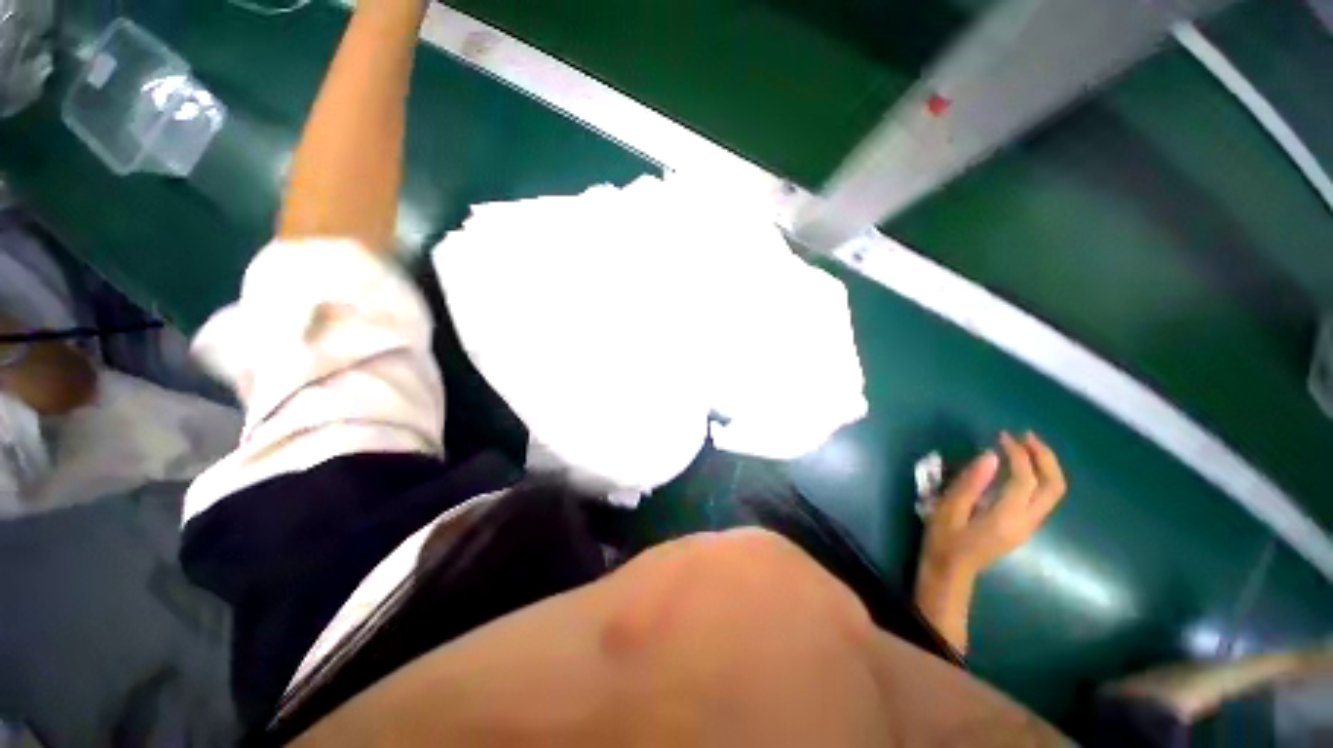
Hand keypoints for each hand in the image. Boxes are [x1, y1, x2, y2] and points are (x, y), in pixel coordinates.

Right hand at [921, 431, 1066, 577]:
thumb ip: (971, 483)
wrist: (951, 572)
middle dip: (1045, 457)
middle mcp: (1027, 521)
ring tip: (1024, 446)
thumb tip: (990, 455)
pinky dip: (1038, 476)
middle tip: (1025, 436)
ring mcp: (1029, 525)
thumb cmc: (944, 539)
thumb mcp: (949, 509)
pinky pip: (1042, 497)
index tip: (1000, 437)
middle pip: (1054, 486)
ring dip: (1044, 465)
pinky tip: (1019, 467)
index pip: (1026, 479)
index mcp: (1007, 517)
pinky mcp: (1024, 526)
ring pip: (1053, 491)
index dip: (1017, 454)